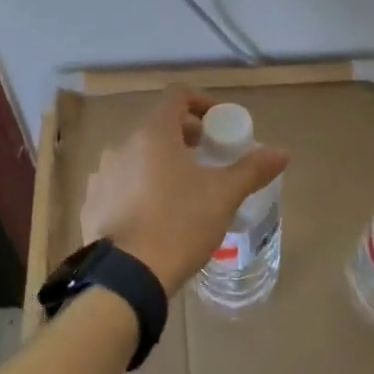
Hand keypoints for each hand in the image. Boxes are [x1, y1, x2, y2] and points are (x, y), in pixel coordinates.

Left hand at [79, 90, 289, 295]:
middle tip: (207, 160)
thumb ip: (252, 169)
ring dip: (160, 164)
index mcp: (153, 134)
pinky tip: (152, 216)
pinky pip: (119, 184)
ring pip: (137, 157)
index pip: (178, 96)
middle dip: (185, 137)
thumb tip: (282, 152)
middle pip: (157, 127)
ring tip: (181, 191)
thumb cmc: (178, 224)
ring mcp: (102, 174)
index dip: (202, 103)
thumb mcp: (223, 196)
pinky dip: (138, 188)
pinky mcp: (91, 202)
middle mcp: (121, 145)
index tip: (219, 125)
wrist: (125, 277)